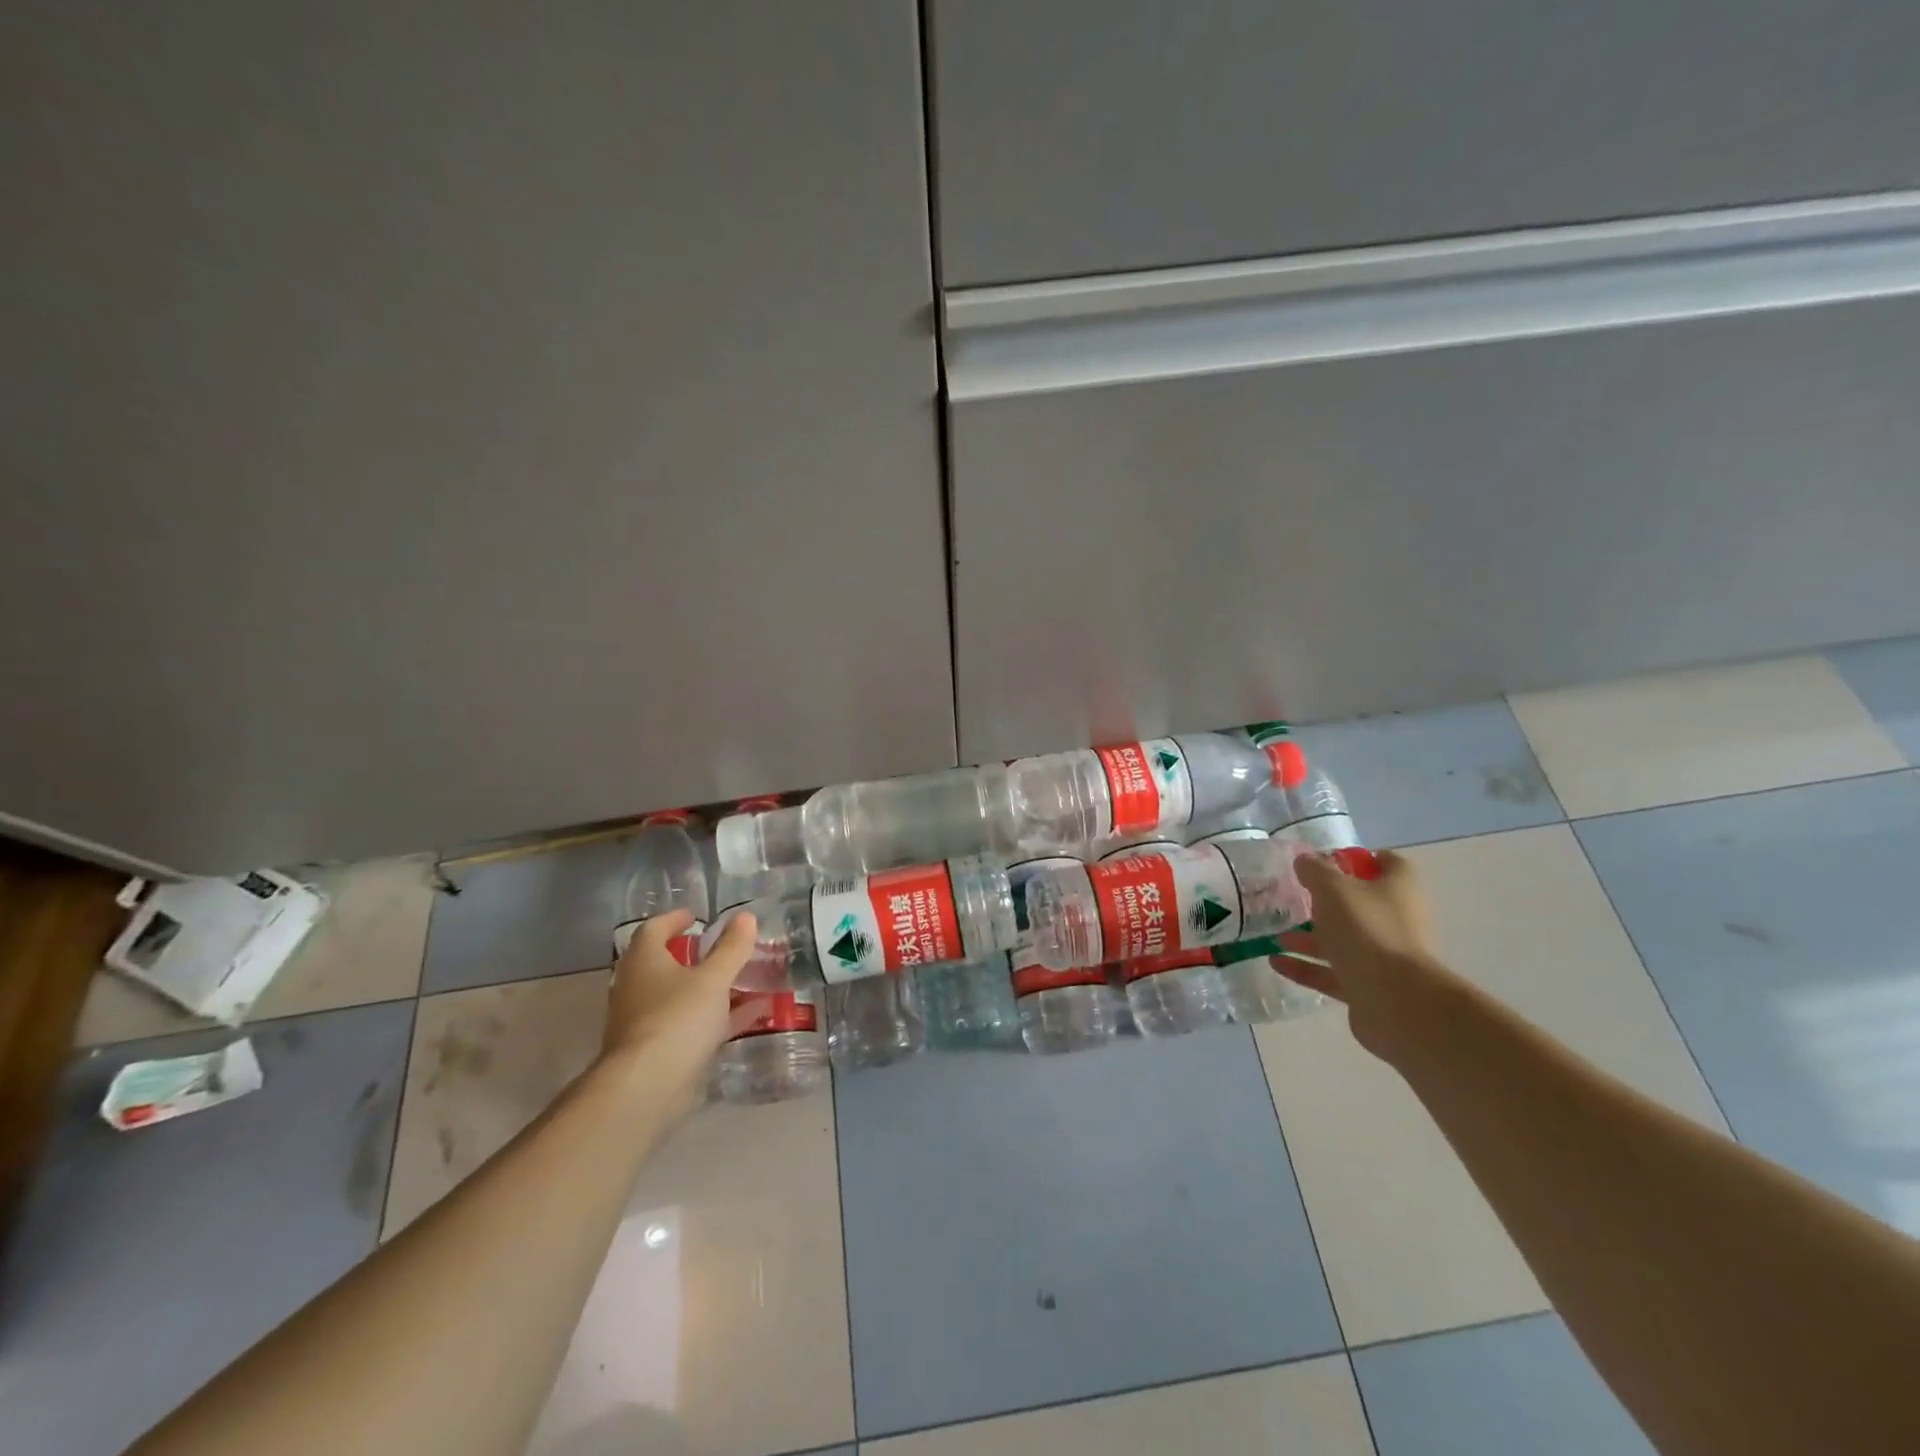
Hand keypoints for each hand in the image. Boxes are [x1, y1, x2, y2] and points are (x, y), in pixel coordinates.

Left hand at [601, 908, 768, 1102]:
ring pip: (680, 997)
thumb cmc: (677, 1018)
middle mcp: (638, 988)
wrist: (646, 1088)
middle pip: (664, 964)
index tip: (696, 916)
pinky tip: (752, 1014)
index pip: (653, 929)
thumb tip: (745, 916)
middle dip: (693, 955)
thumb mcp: (713, 978)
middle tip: (721, 948)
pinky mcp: (659, 1051)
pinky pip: (692, 1025)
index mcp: (644, 962)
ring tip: (743, 979)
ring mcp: (646, 1022)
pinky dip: (718, 1016)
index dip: (674, 919)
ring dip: (708, 987)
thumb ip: (732, 948)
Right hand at [1280, 851, 1452, 1059]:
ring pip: (1343, 941)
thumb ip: (1315, 870)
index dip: (1361, 858)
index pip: (1389, 864)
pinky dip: (1305, 967)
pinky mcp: (1369, 987)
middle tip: (1295, 899)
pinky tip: (1276, 962)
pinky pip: (1332, 972)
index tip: (1328, 860)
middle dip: (1326, 902)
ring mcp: (1383, 957)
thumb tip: (1305, 860)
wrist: (1394, 1000)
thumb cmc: (1366, 929)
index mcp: (1398, 890)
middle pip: (1361, 905)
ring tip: (1277, 935)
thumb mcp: (1332, 888)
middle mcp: (1396, 921)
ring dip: (1309, 938)